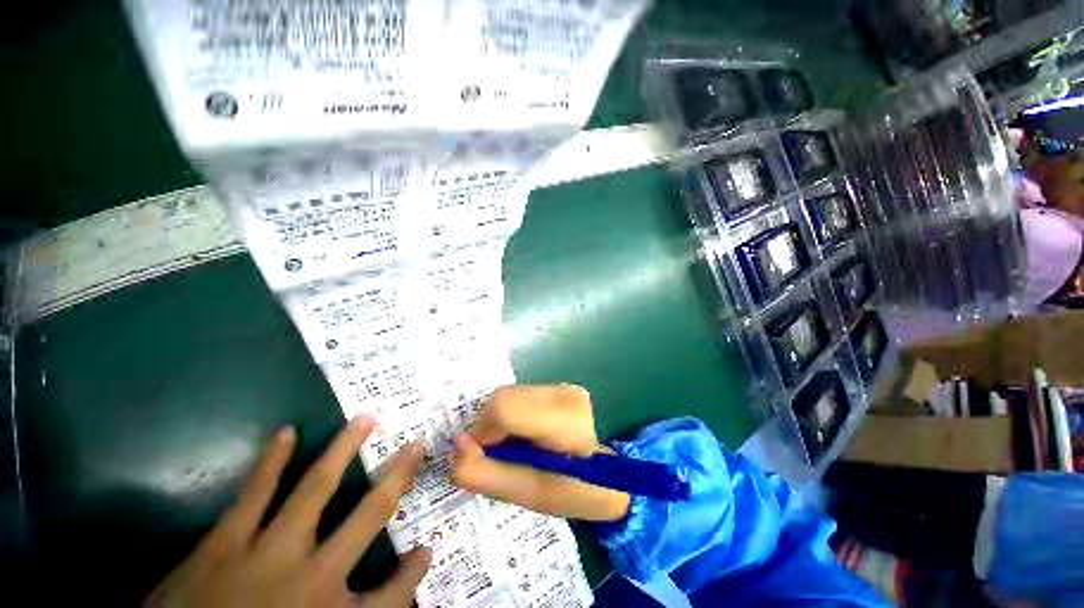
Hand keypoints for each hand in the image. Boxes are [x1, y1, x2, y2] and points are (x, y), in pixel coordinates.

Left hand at [148, 415, 429, 607]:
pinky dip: (273, 461)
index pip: (393, 592)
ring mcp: (266, 553)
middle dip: (398, 477)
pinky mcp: (223, 544)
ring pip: (317, 489)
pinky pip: (253, 493)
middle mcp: (311, 575)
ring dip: (345, 450)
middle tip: (416, 444)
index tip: (425, 549)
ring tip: (366, 419)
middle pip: (370, 515)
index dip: (412, 573)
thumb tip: (400, 584)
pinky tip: (286, 433)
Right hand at [450, 385, 630, 521]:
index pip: (506, 408)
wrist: (605, 477)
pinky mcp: (560, 386)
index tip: (485, 456)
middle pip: (503, 398)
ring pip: (508, 394)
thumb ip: (484, 473)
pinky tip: (527, 433)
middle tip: (502, 454)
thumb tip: (456, 446)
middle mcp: (565, 394)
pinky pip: (519, 395)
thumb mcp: (525, 496)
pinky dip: (512, 415)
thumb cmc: (571, 492)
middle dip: (490, 428)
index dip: (484, 432)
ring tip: (518, 445)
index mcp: (564, 423)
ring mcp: (564, 387)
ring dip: (501, 421)